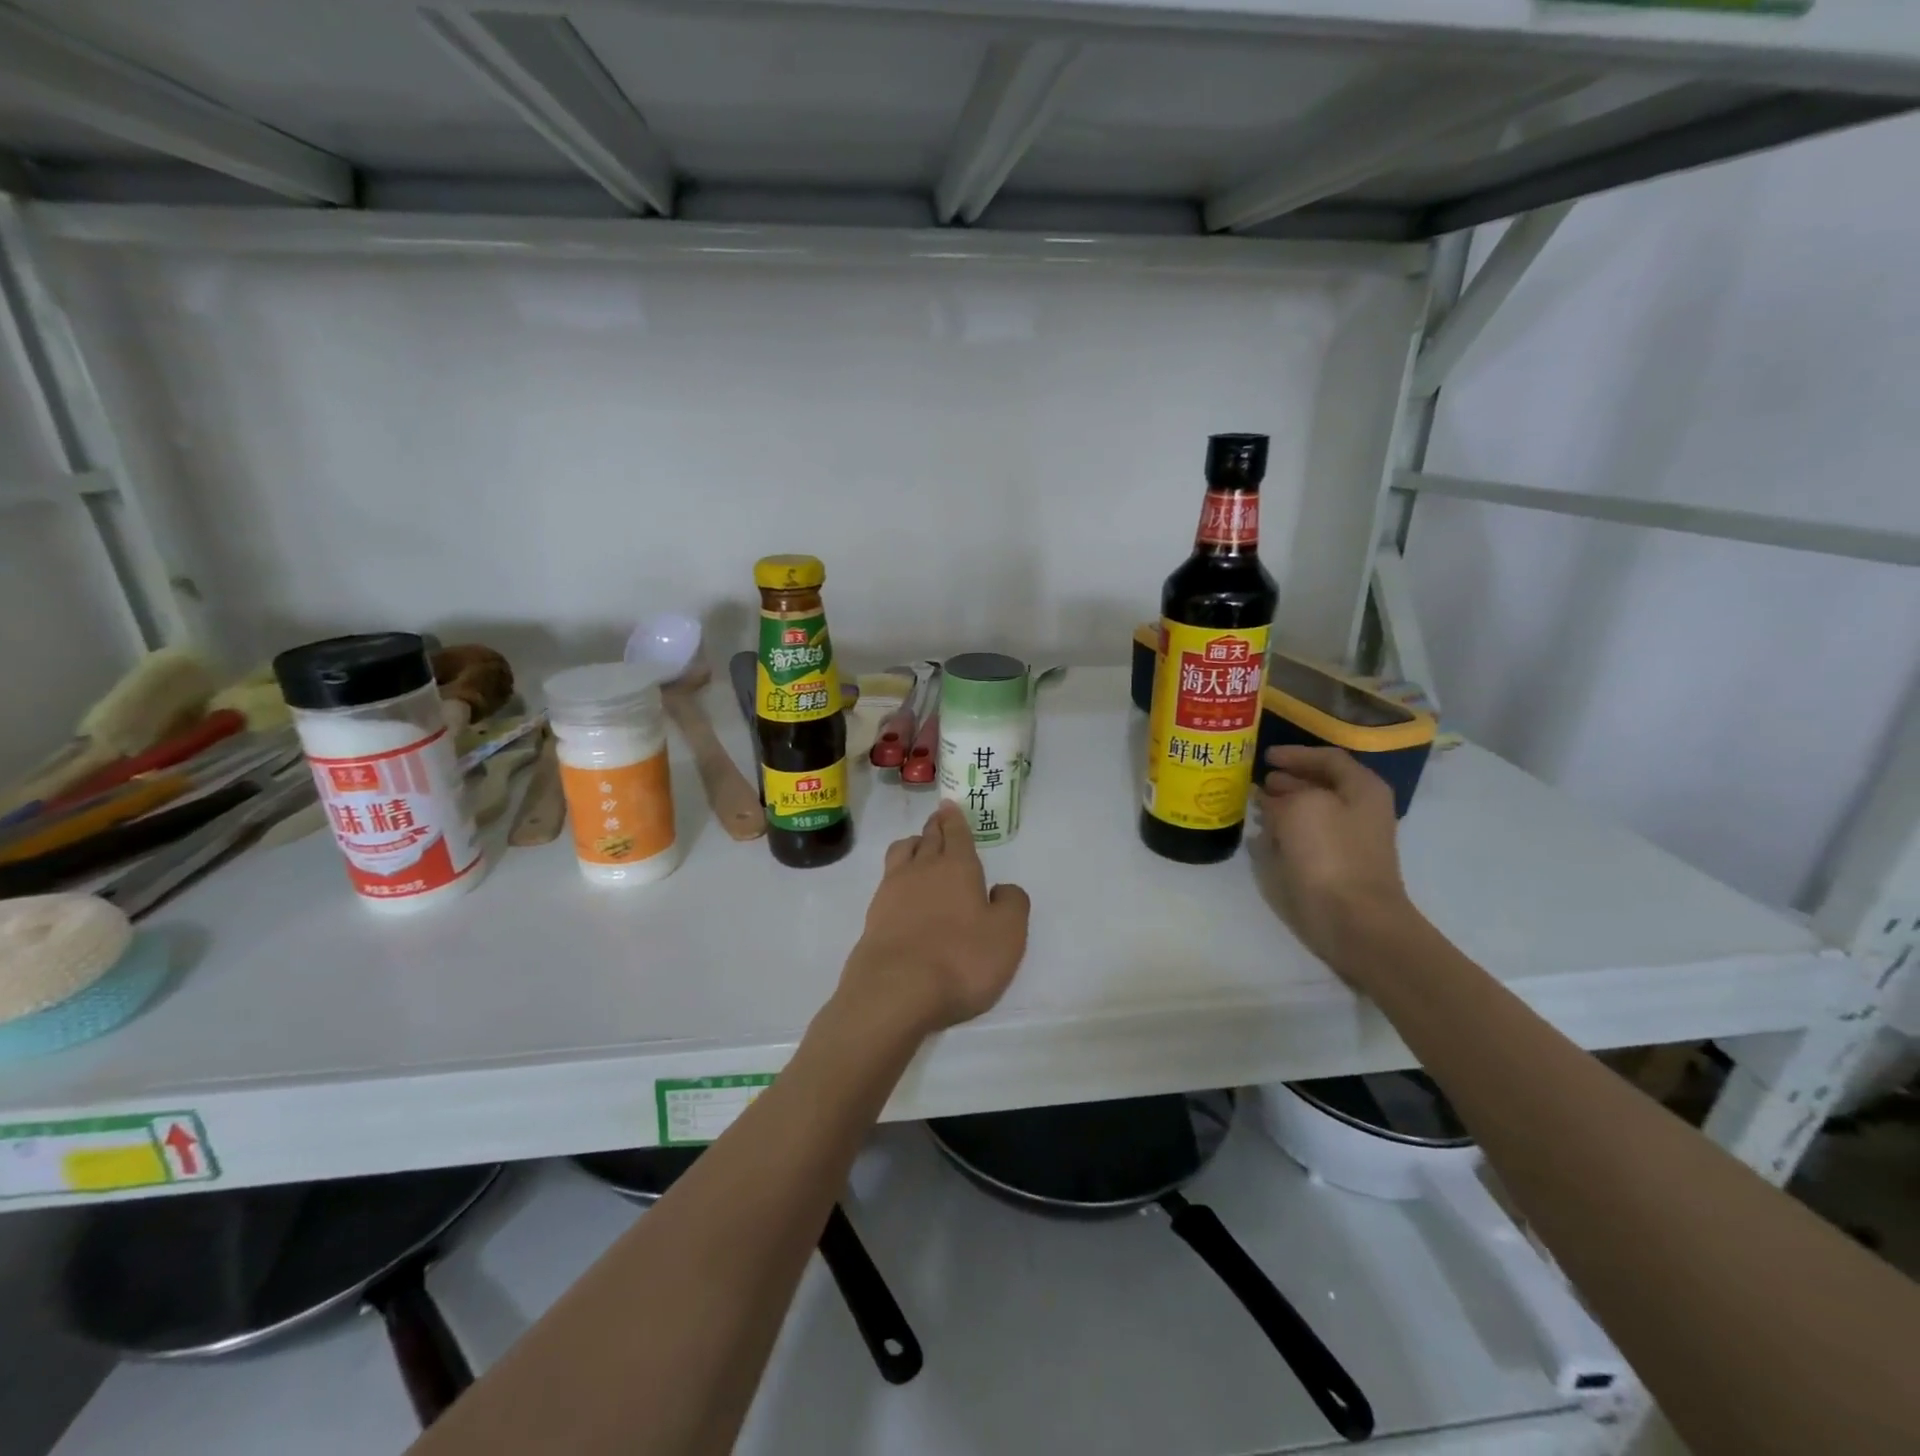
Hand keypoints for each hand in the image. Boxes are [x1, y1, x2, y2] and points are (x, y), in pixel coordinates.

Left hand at [837, 802, 1030, 1037]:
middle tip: (939, 820)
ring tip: (919, 848)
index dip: (954, 819)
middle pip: (928, 838)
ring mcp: (892, 891)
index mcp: (957, 867)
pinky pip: (887, 880)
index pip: (956, 834)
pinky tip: (903, 889)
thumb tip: (1001, 889)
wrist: (896, 990)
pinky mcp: (874, 915)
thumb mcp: (1007, 935)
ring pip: (902, 853)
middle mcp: (922, 870)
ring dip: (913, 845)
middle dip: (936, 827)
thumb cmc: (961, 959)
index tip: (949, 805)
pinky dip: (898, 875)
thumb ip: (1012, 904)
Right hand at [1254, 745, 1416, 974]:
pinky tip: (1263, 835)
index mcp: (1362, 789)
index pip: (1328, 758)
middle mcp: (1360, 810)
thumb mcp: (1301, 807)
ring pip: (1312, 812)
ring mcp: (1350, 841)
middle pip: (1322, 785)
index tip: (1266, 756)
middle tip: (1258, 780)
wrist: (1353, 918)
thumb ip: (1284, 794)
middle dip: (1288, 780)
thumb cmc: (1331, 853)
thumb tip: (1272, 799)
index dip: (1296, 754)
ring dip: (1284, 806)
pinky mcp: (1335, 866)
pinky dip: (1285, 832)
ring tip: (1255, 805)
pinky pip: (1307, 838)